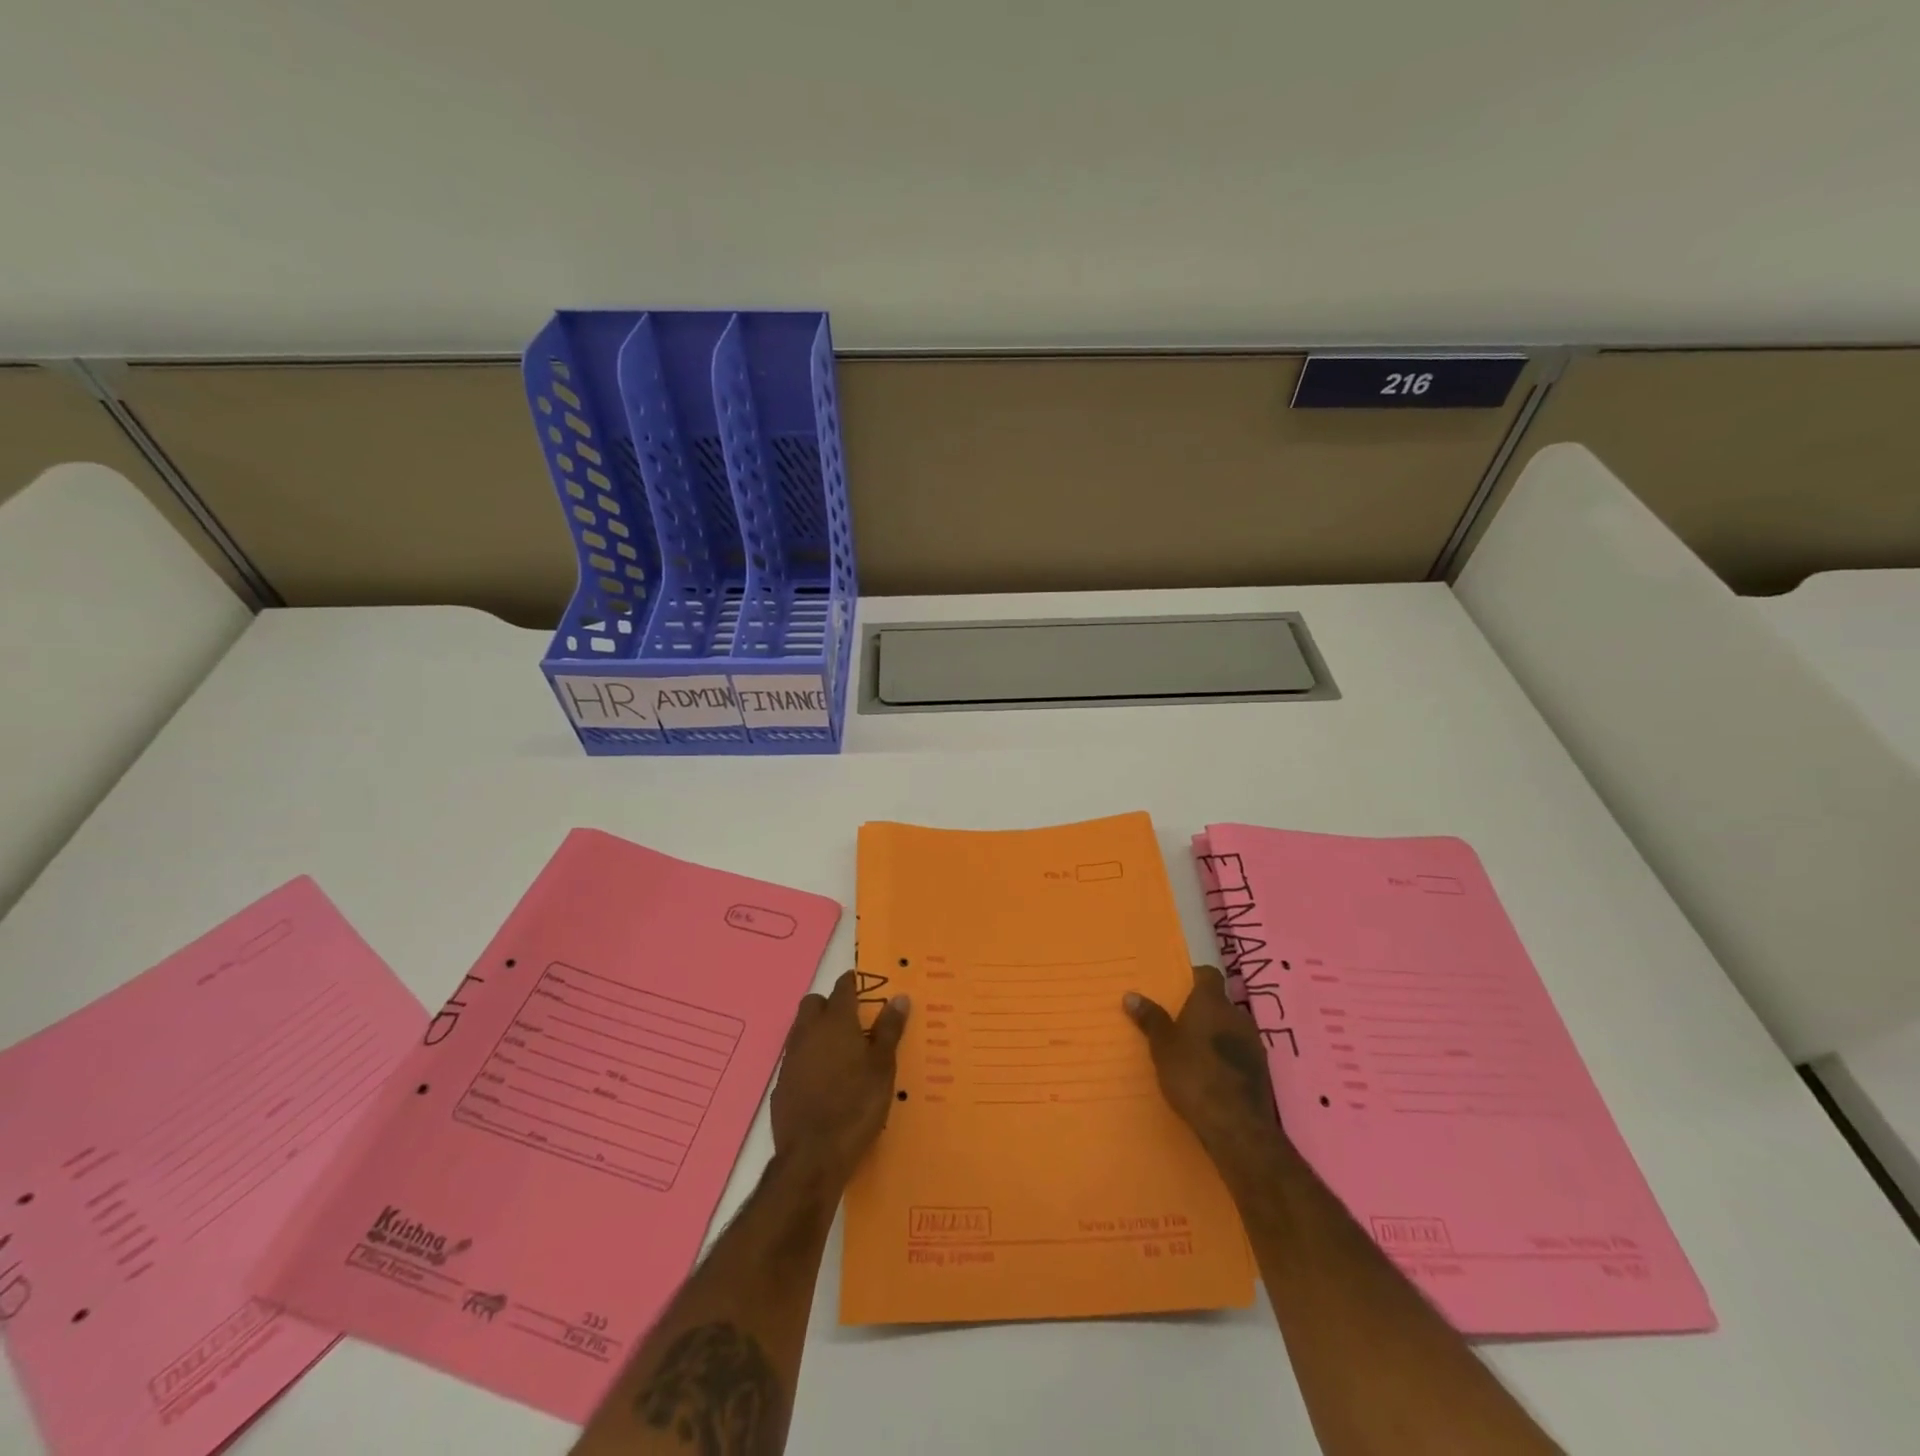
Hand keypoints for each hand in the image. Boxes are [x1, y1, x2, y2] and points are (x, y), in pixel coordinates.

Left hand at [770, 970, 909, 1183]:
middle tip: (853, 1023)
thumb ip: (889, 1030)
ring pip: (801, 1029)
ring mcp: (790, 1058)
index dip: (854, 984)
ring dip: (817, 1031)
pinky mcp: (780, 1084)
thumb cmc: (856, 1106)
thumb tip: (899, 997)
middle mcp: (808, 1032)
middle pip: (814, 1003)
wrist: (813, 1157)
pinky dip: (808, 1059)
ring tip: (840, 1052)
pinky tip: (823, 1080)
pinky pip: (795, 1058)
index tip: (865, 988)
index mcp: (836, 1022)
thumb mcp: (883, 1068)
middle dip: (830, 1005)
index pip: (843, 987)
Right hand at [1124, 965, 1284, 1162]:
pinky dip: (1227, 1058)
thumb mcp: (1162, 1047)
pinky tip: (1213, 1075)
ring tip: (1195, 1053)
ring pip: (1232, 1029)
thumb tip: (1131, 995)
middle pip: (1220, 1003)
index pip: (1208, 974)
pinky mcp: (1262, 1070)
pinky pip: (1240, 1053)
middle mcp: (1237, 1015)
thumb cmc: (1193, 1074)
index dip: (1195, 977)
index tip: (1180, 987)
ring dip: (1217, 1035)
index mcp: (1212, 1002)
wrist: (1236, 1124)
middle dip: (1204, 1011)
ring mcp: (1254, 1043)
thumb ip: (1150, 1019)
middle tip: (1181, 1025)